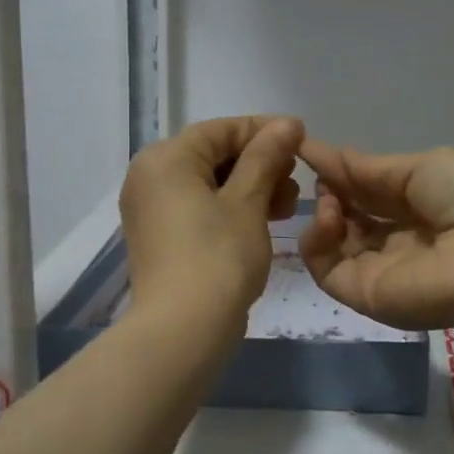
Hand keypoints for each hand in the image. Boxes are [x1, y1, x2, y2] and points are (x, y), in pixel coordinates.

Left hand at [119, 116, 303, 334]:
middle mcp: (150, 177)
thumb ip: (266, 156)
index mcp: (166, 159)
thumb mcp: (248, 202)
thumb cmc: (219, 257)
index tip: (303, 139)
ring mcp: (151, 209)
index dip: (266, 131)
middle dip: (260, 163)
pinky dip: (230, 208)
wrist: (182, 330)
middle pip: (213, 154)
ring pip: (208, 183)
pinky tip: (263, 220)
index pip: (222, 129)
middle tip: (295, 182)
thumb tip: (287, 123)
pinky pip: (198, 207)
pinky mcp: (160, 236)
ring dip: (250, 187)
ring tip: (286, 206)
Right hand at [299, 139, 453, 334]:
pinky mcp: (365, 295)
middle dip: (331, 190)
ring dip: (324, 212)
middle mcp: (405, 239)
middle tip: (316, 172)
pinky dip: (317, 240)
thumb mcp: (425, 166)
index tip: (307, 148)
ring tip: (328, 197)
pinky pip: (327, 268)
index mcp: (428, 205)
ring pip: (335, 243)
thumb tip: (329, 154)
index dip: (344, 170)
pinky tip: (328, 215)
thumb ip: (373, 168)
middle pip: (354, 216)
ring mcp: (383, 270)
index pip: (375, 190)